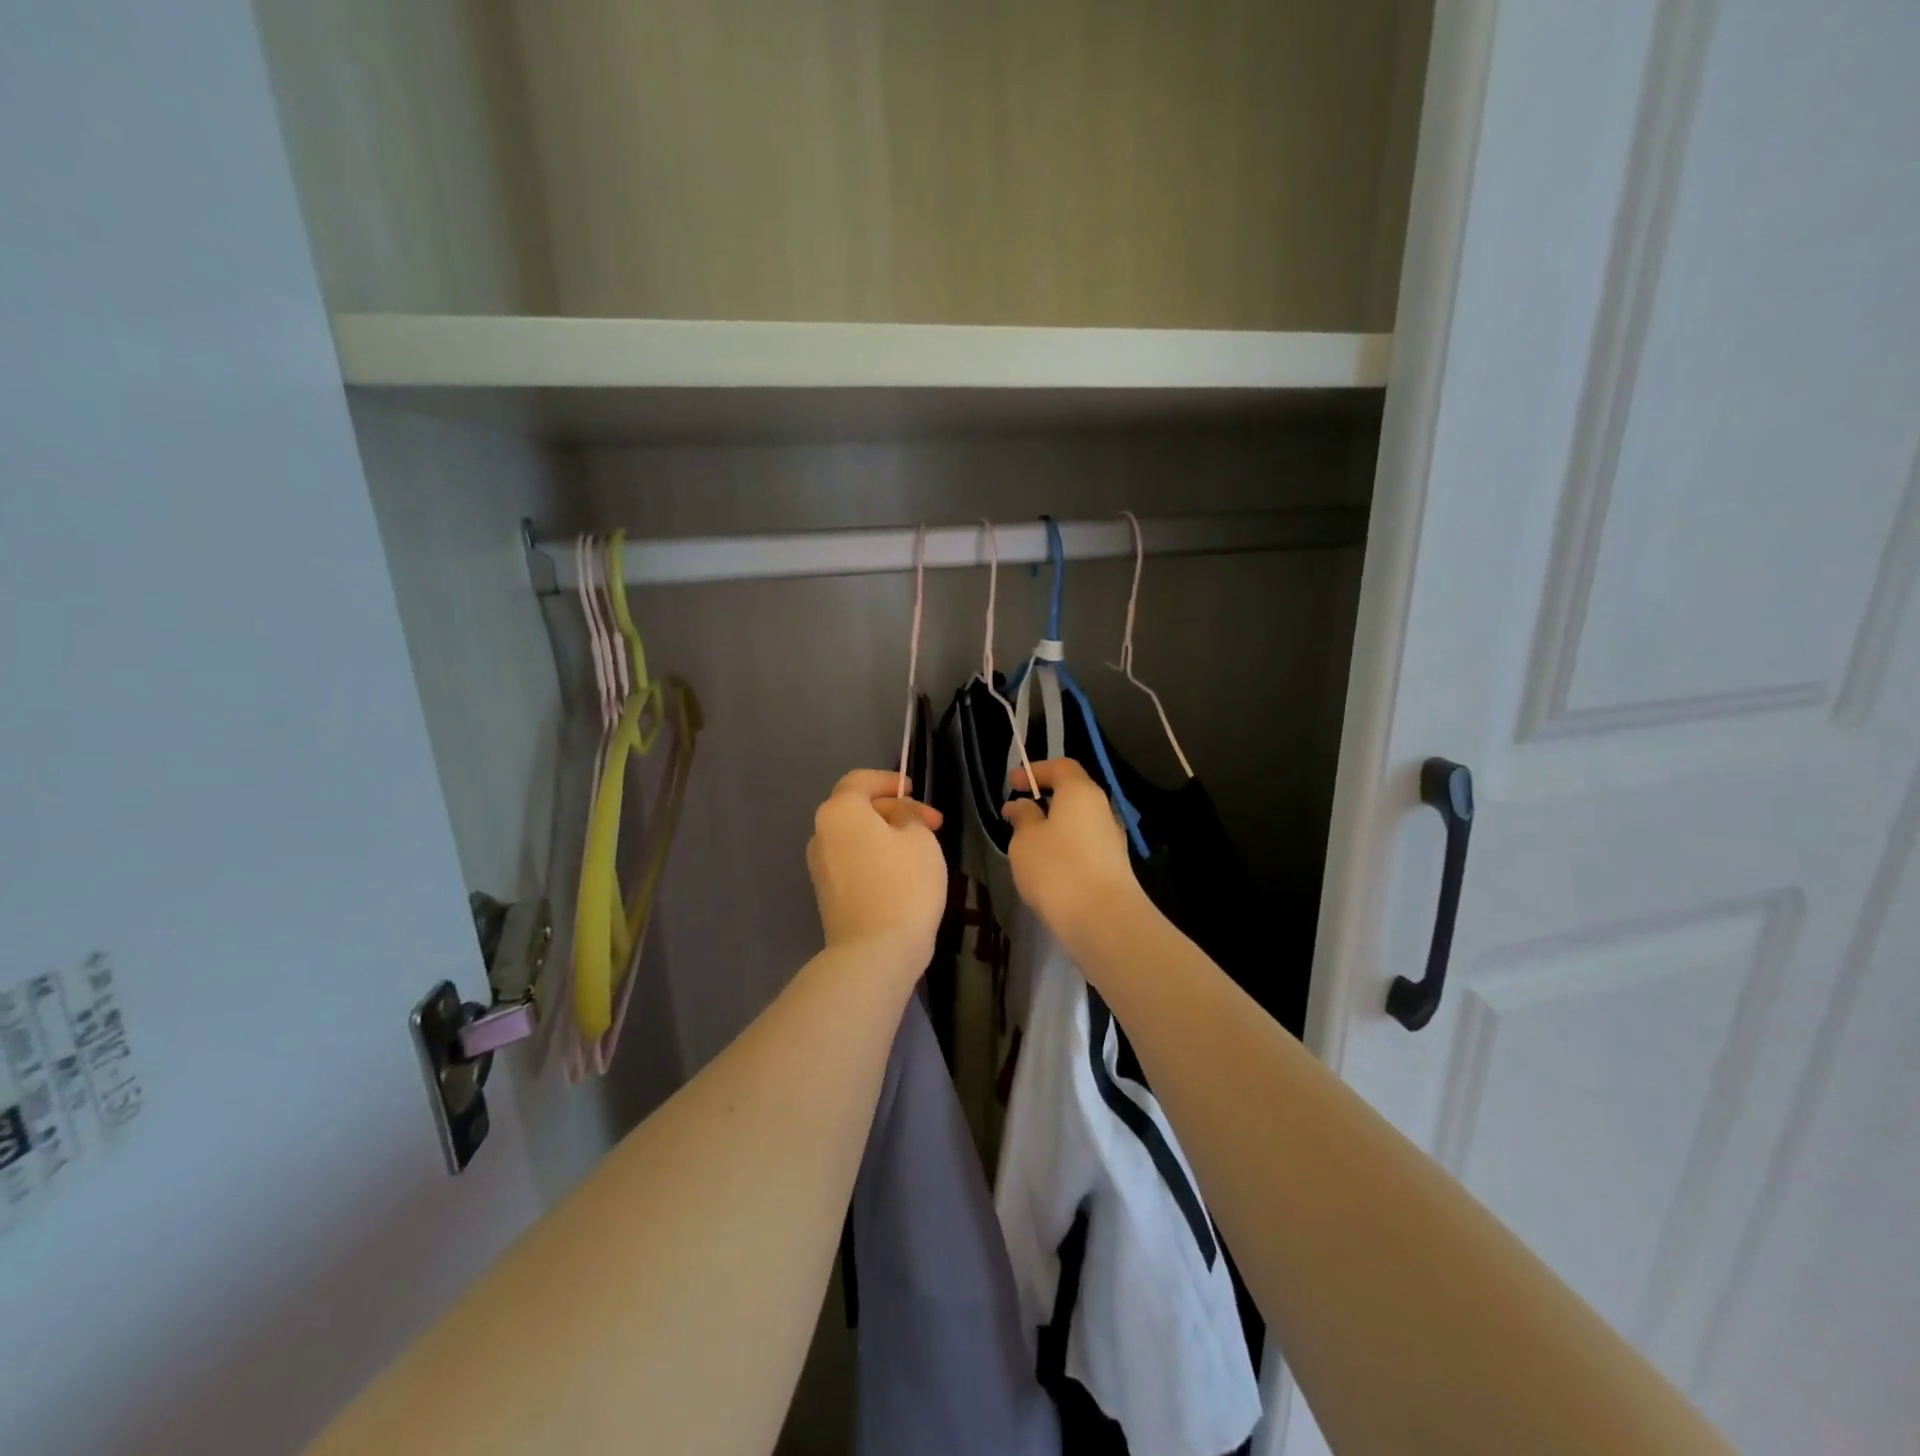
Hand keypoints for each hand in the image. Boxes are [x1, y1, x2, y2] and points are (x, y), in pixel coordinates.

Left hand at [806, 769, 946, 968]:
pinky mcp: (827, 894)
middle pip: (857, 809)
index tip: (915, 792)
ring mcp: (820, 867)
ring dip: (886, 836)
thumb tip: (897, 816)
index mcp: (840, 812)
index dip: (889, 781)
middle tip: (932, 825)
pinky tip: (902, 874)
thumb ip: (908, 815)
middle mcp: (821, 834)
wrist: (875, 952)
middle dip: (895, 811)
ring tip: (920, 851)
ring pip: (855, 837)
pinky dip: (875, 859)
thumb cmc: (903, 885)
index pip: (860, 780)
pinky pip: (853, 862)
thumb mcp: (920, 838)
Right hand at [1003, 759, 1143, 935]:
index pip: (1061, 766)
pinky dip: (1065, 848)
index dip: (1035, 770)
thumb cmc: (1057, 868)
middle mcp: (1102, 809)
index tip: (1012, 784)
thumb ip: (1023, 817)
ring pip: (1079, 822)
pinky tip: (1048, 868)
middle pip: (1073, 794)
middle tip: (1018, 814)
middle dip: (1044, 800)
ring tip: (1028, 845)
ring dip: (1054, 827)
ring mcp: (1111, 838)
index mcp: (1080, 791)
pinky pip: (1085, 845)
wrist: (1103, 919)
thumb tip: (1022, 805)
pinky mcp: (1113, 866)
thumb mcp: (1025, 840)